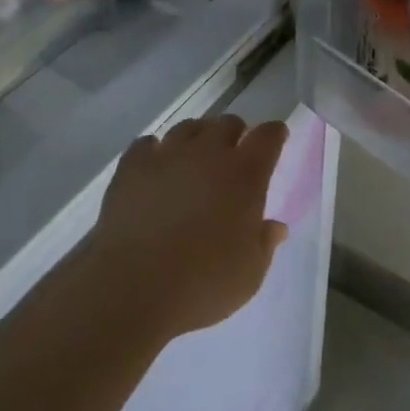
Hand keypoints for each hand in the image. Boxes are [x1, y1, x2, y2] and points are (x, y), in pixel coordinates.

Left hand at [84, 115, 289, 338]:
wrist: (133, 286)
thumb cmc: (202, 284)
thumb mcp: (250, 274)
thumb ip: (265, 243)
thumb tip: (276, 226)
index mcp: (244, 175)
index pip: (267, 137)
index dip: (274, 134)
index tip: (276, 137)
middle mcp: (208, 153)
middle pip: (227, 124)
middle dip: (235, 134)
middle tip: (234, 155)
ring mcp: (168, 154)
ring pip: (188, 128)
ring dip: (198, 138)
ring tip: (195, 159)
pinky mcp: (133, 165)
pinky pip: (148, 144)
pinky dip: (156, 151)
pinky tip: (156, 167)